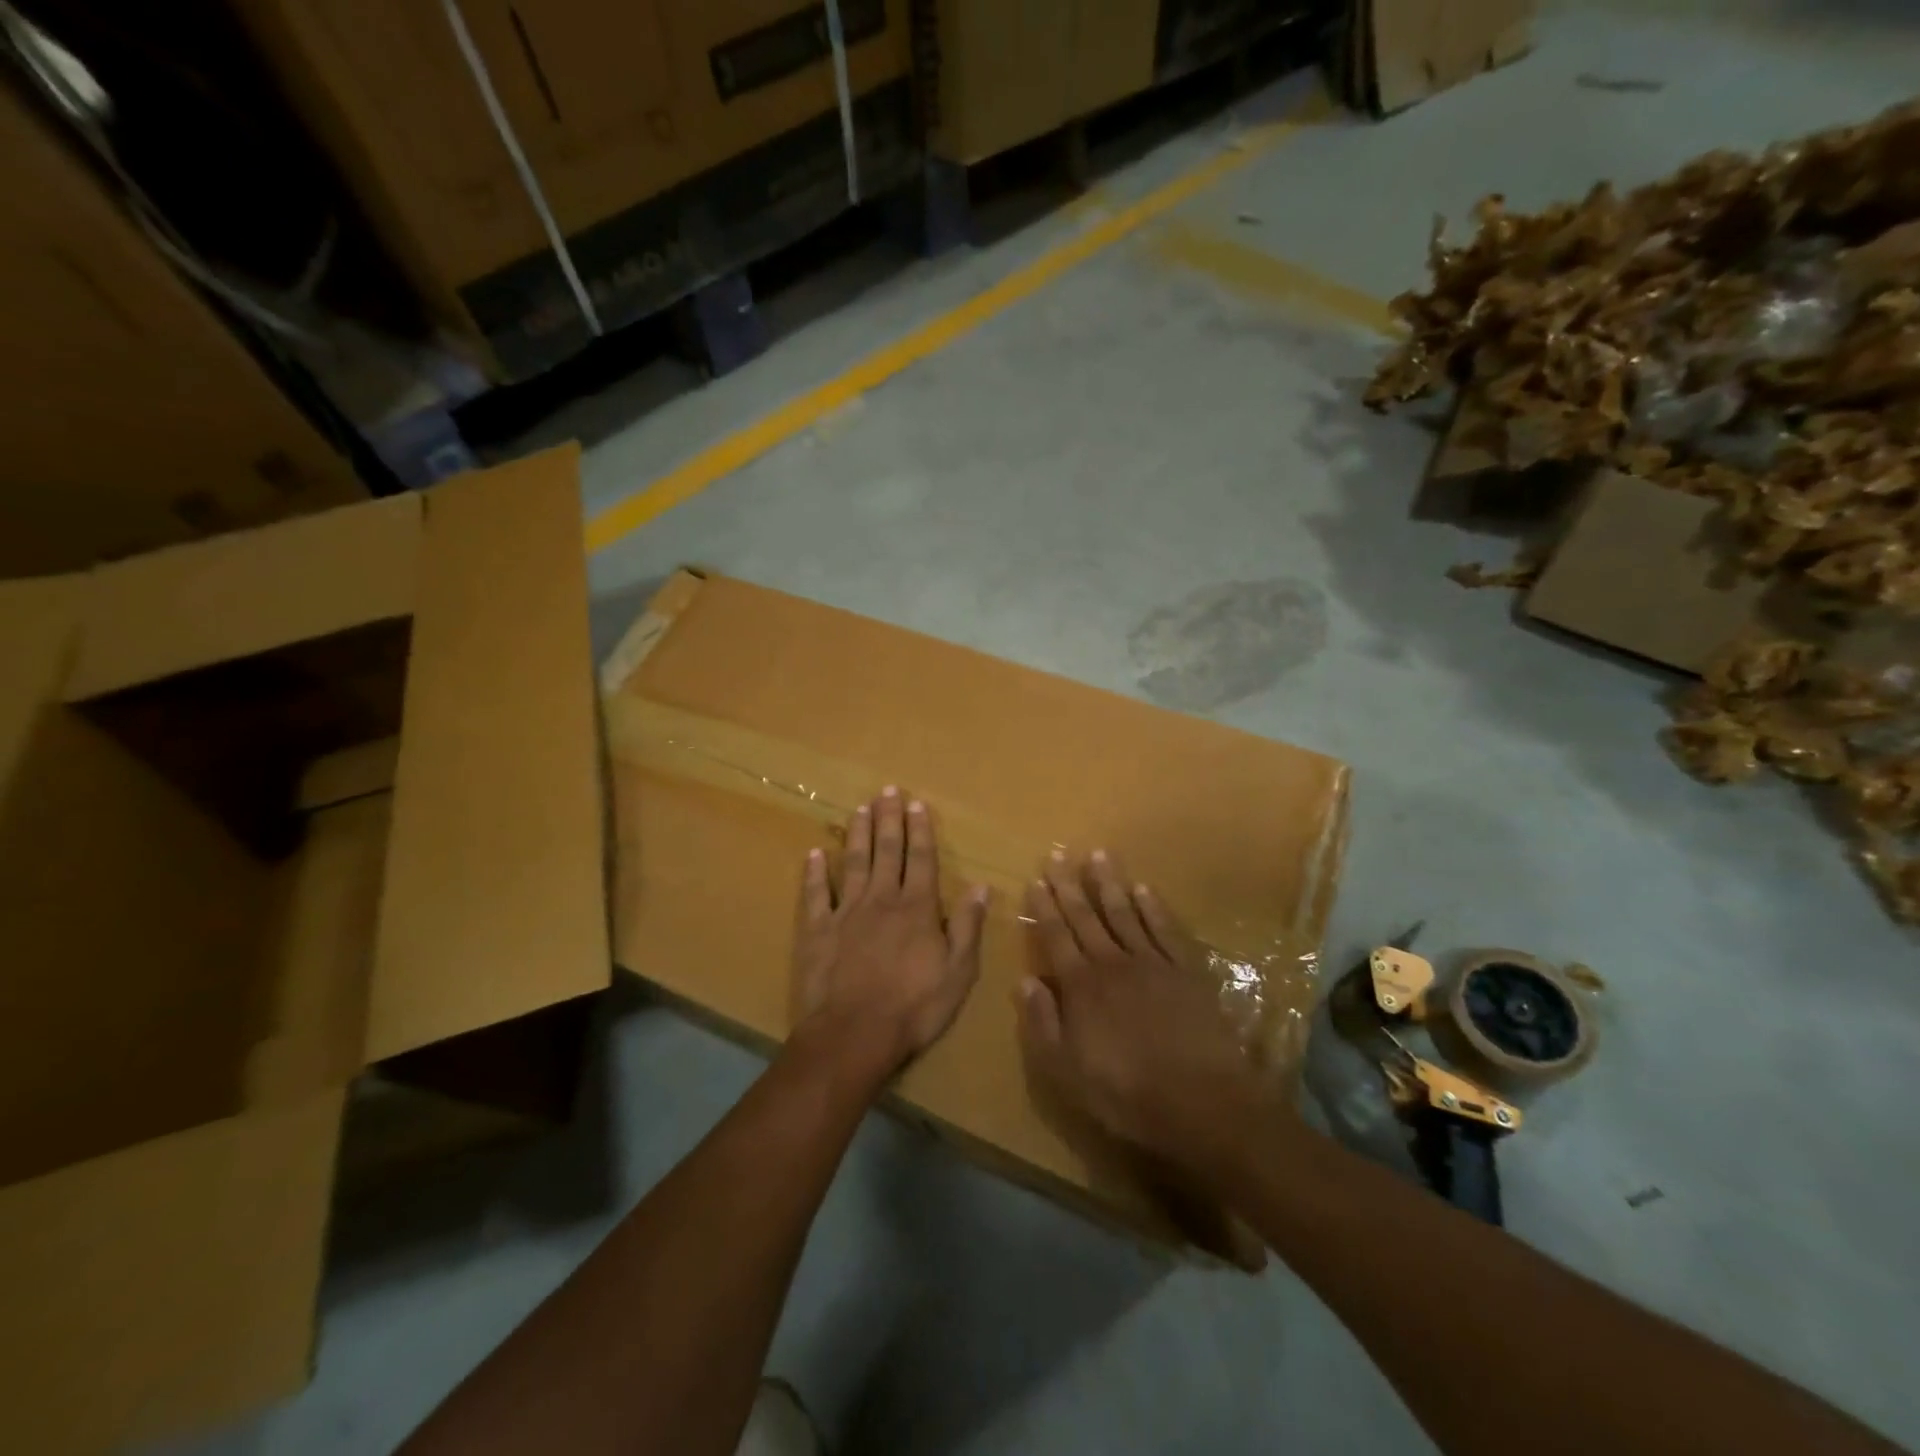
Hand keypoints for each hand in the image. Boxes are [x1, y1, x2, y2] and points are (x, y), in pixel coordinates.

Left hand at [791, 786, 989, 1084]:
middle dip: (889, 819)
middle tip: (887, 791)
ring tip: (859, 808)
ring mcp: (847, 912)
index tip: (917, 804)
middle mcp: (882, 899)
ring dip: (858, 834)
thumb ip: (968, 926)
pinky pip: (816, 894)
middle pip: (887, 851)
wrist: (854, 1034)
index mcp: (917, 908)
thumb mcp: (958, 972)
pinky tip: (815, 854)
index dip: (920, 831)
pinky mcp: (818, 930)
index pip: (921, 859)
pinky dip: (815, 872)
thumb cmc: (914, 1007)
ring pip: (854, 862)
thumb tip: (980, 885)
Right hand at [1018, 852, 1284, 1184]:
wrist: (1201, 1101)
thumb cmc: (1125, 1093)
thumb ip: (1042, 1022)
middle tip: (1058, 854)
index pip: (1056, 936)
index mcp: (1081, 986)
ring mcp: (1152, 963)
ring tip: (1098, 854)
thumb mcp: (1066, 1070)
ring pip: (1124, 913)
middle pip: (1086, 916)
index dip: (1043, 907)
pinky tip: (1143, 888)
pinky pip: (1165, 929)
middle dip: (1069, 885)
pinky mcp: (1186, 971)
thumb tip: (1024, 980)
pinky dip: (1153, 907)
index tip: (1035, 879)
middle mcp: (1112, 963)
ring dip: (1109, 883)